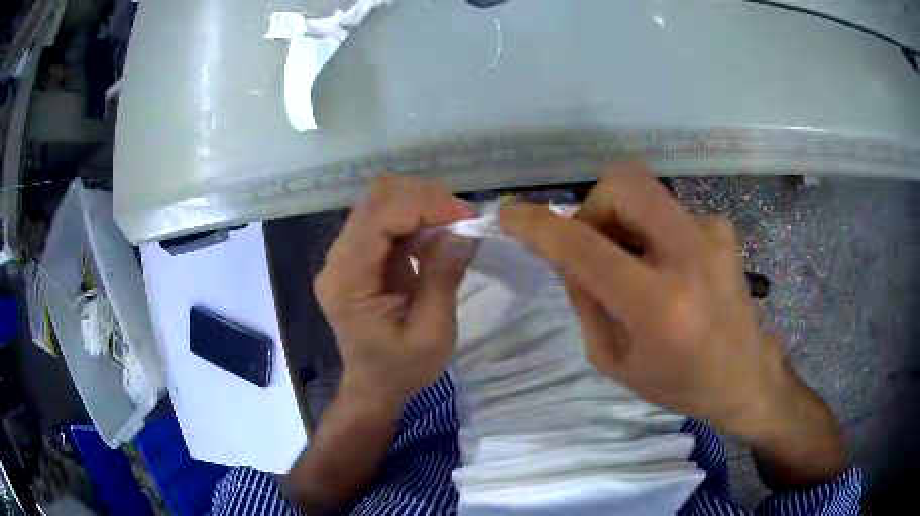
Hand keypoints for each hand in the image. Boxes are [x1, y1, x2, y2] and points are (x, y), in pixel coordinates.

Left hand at [315, 174, 475, 406]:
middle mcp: (337, 259)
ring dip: (421, 206)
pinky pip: (386, 219)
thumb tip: (465, 230)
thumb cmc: (401, 369)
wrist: (375, 386)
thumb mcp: (432, 331)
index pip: (378, 219)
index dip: (424, 206)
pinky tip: (434, 238)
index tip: (466, 218)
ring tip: (452, 229)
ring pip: (381, 203)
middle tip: (462, 222)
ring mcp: (345, 255)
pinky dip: (415, 219)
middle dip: (424, 201)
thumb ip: (443, 277)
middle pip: (376, 201)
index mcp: (347, 281)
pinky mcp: (358, 255)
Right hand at [500, 163, 844, 485]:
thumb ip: (585, 301)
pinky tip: (666, 268)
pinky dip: (651, 232)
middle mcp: (689, 254)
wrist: (745, 374)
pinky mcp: (721, 225)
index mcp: (658, 303)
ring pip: (644, 192)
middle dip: (592, 206)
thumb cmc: (678, 381)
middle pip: (623, 182)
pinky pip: (667, 211)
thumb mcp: (616, 360)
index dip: (540, 224)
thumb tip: (565, 254)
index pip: (585, 246)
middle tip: (593, 247)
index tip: (511, 213)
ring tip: (634, 265)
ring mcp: (711, 231)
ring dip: (622, 222)